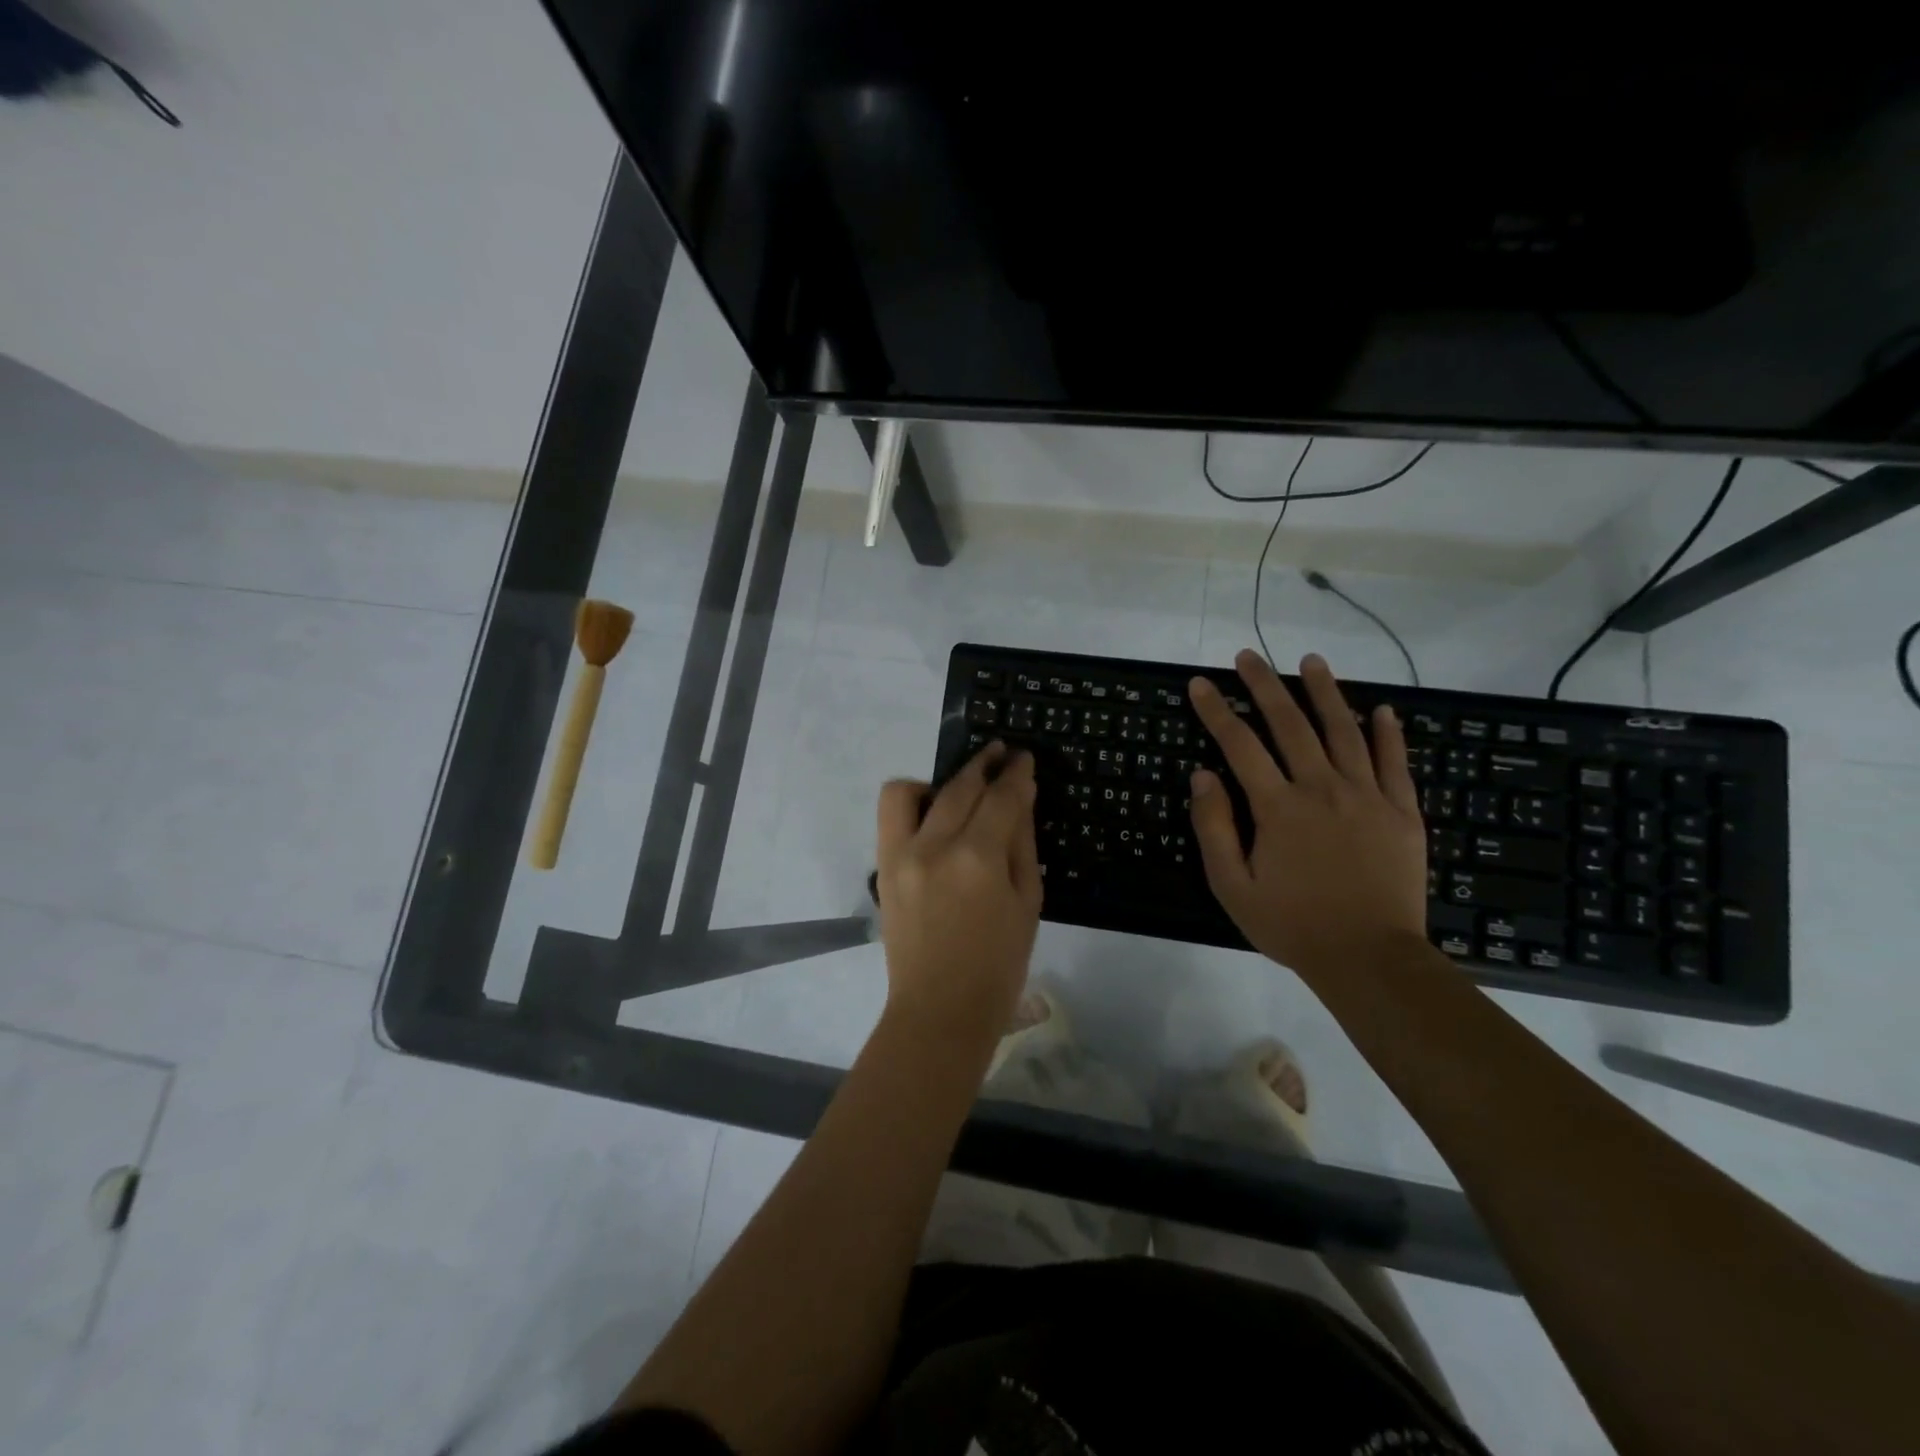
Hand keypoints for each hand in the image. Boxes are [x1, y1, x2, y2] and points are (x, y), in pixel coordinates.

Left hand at [875, 743, 1042, 1043]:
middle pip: (961, 787)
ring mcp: (901, 854)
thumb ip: (1022, 843)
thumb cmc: (999, 965)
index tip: (1023, 757)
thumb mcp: (1028, 903)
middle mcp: (935, 846)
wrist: (940, 1010)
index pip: (1001, 798)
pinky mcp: (883, 866)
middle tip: (1001, 754)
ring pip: (912, 790)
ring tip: (962, 788)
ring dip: (941, 779)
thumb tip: (1020, 797)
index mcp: (979, 859)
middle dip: (984, 764)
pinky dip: (912, 802)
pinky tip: (934, 815)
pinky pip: (891, 815)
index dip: (1016, 773)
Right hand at [1187, 650, 1427, 982]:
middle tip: (1248, 656)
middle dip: (1266, 685)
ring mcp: (1367, 796)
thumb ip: (1215, 827)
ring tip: (1312, 661)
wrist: (1369, 958)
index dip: (1216, 711)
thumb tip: (1202, 775)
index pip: (1240, 744)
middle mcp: (1322, 788)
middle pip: (1290, 724)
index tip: (1200, 683)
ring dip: (1325, 692)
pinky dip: (1388, 733)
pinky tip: (1382, 709)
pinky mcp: (1402, 813)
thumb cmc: (1292, 924)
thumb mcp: (1232, 886)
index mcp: (1278, 807)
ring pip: (1344, 731)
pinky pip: (1395, 763)